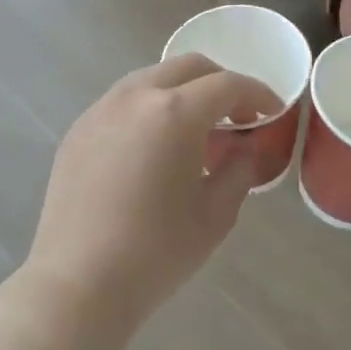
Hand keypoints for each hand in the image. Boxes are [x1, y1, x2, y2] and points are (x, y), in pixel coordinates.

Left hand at [21, 54, 281, 341]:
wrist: (79, 282)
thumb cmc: (157, 252)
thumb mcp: (215, 214)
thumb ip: (238, 168)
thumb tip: (241, 146)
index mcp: (174, 112)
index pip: (227, 84)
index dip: (257, 93)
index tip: (272, 112)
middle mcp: (135, 96)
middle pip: (187, 67)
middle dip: (220, 83)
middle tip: (238, 114)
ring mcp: (100, 109)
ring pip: (151, 79)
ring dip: (182, 92)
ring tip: (196, 130)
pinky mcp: (78, 130)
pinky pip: (123, 102)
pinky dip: (149, 108)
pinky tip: (154, 147)